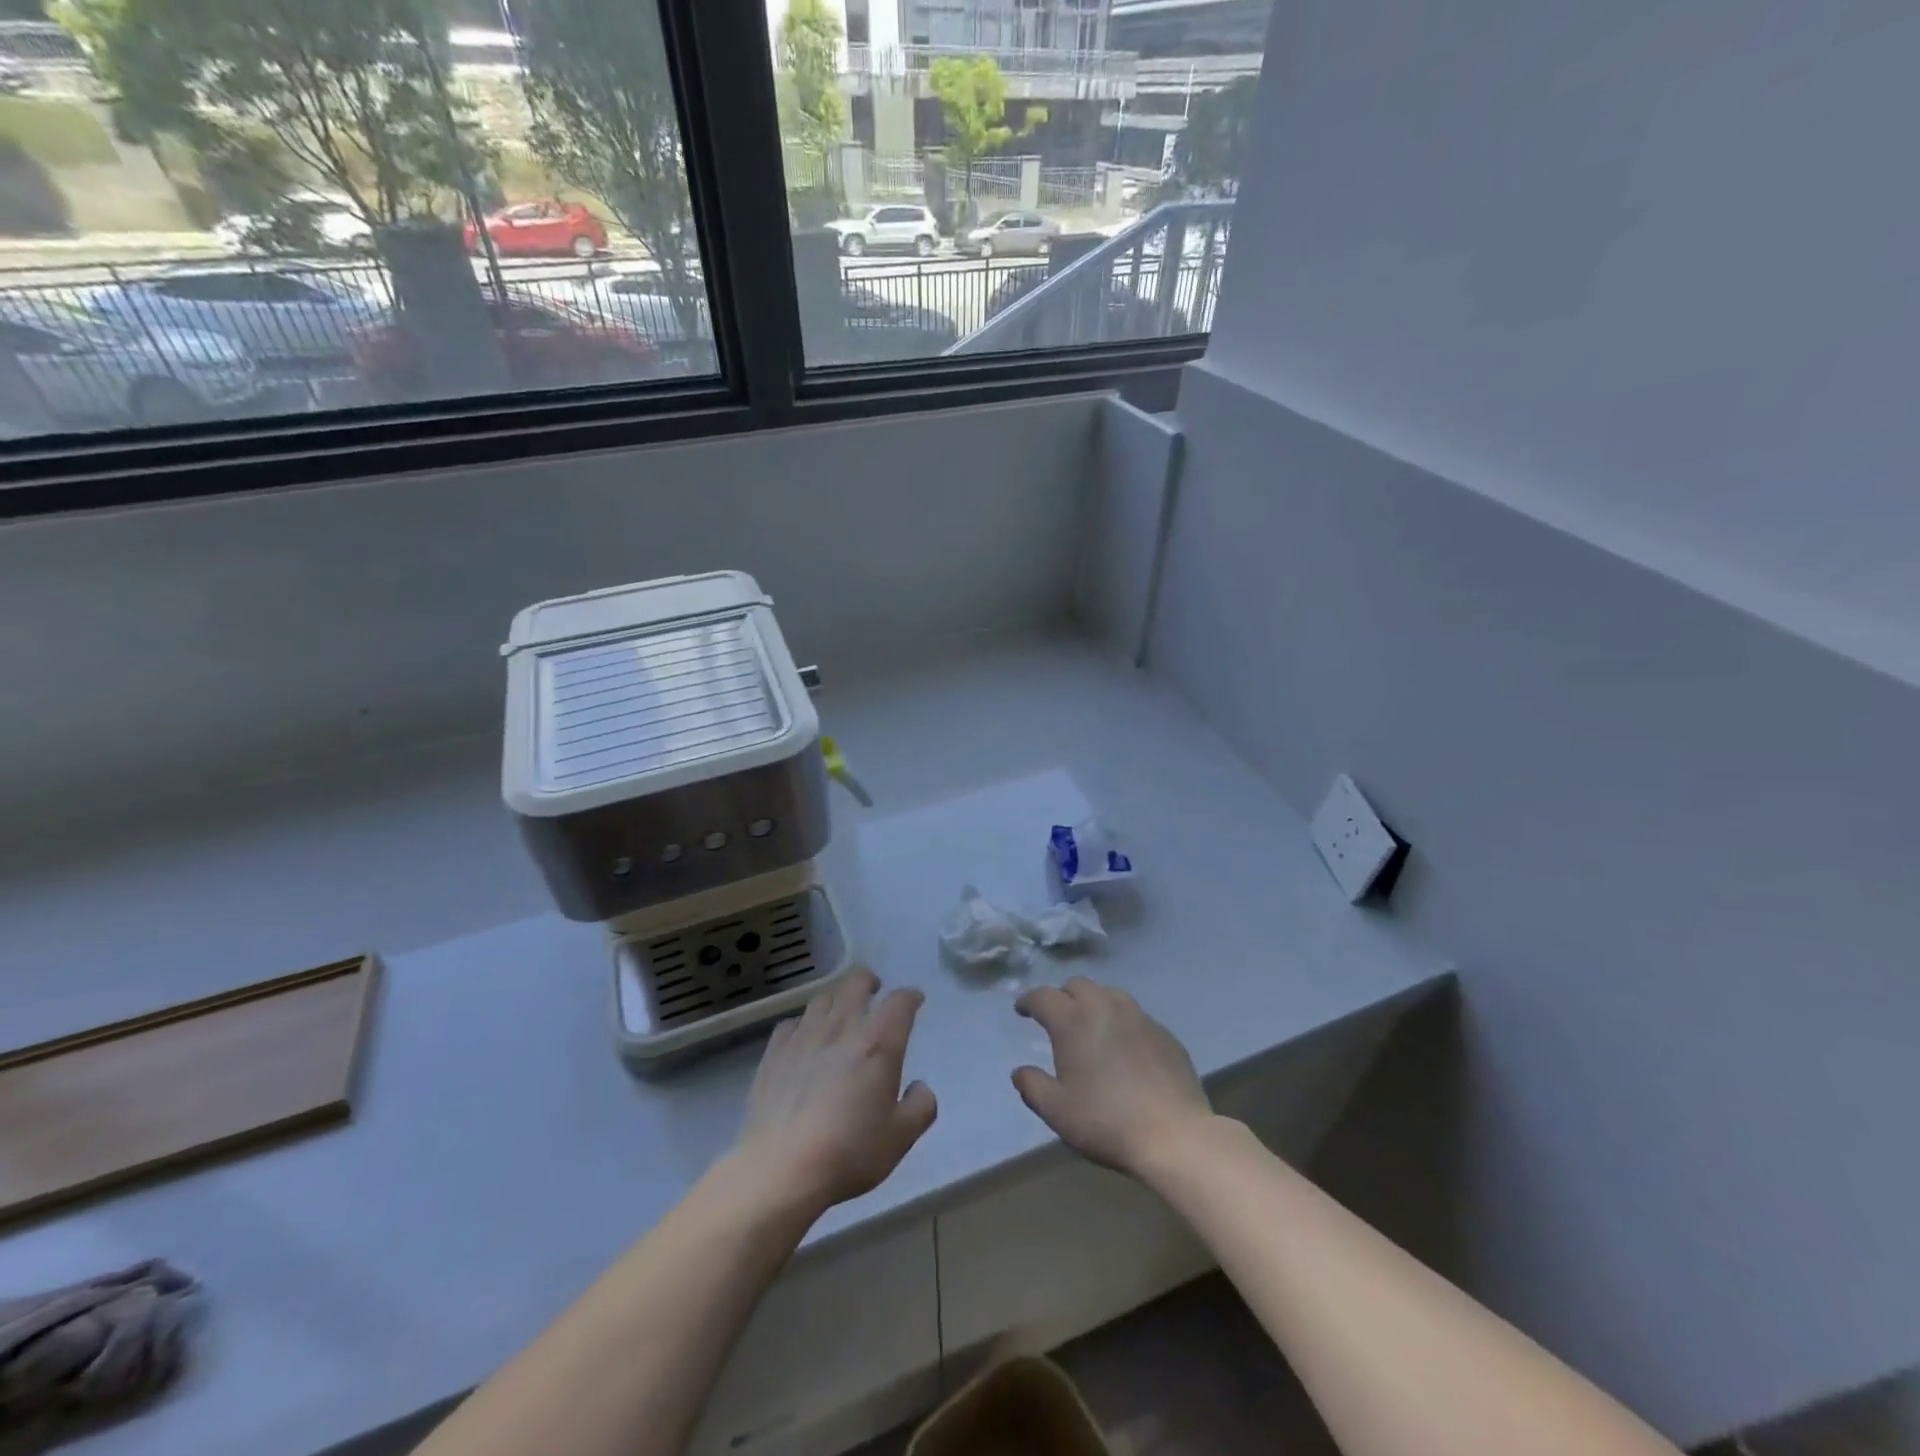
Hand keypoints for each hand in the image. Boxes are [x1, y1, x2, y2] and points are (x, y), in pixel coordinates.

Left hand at [733, 968, 937, 1216]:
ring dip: (838, 999)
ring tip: (841, 1013)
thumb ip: (921, 1106)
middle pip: (856, 982)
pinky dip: (805, 1023)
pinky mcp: (774, 1052)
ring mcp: (804, 1036)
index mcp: (879, 1044)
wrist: (781, 1169)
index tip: (914, 1002)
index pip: (900, 1002)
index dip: (910, 997)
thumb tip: (920, 1087)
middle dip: (869, 981)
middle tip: (875, 992)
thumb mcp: (901, 1138)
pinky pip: (792, 1022)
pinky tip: (805, 1039)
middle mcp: (843, 1028)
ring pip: (824, 998)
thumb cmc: (849, 1152)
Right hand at [1012, 977, 1212, 1175]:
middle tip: (1057, 1017)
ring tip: (1091, 1024)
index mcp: (1073, 1021)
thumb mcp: (1057, 1111)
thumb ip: (1032, 1087)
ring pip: (1109, 994)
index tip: (1022, 1010)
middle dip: (1062, 996)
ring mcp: (1138, 1016)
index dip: (1029, 1000)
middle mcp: (1104, 1007)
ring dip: (1093, 1002)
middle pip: (1077, 985)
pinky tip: (1125, 1045)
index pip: (1043, 996)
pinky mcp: (1164, 1032)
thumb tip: (1019, 1072)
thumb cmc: (1106, 1121)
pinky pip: (1135, 1015)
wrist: (1174, 1135)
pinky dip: (1121, 1021)